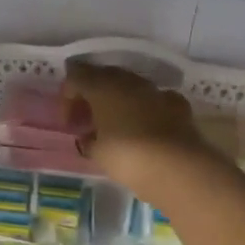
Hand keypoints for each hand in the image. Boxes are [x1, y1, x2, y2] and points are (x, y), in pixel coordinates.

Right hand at [63, 62, 219, 201]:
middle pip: (103, 77)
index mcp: (102, 87)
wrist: (177, 167)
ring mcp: (155, 91)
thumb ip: (88, 139)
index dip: (67, 98)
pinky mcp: (177, 104)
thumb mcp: (96, 152)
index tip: (68, 124)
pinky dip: (144, 110)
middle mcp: (128, 81)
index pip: (76, 76)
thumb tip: (88, 136)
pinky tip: (143, 127)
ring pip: (129, 86)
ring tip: (112, 125)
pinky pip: (153, 100)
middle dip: (91, 96)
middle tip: (86, 120)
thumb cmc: (127, 156)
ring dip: (117, 101)